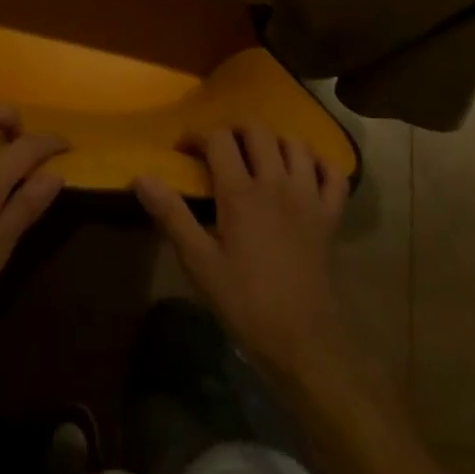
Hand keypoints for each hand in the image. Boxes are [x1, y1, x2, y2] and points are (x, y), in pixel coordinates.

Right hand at [135, 128, 350, 379]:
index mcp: (241, 191)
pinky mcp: (330, 216)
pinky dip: (319, 164)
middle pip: (257, 130)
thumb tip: (141, 177)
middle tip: (220, 151)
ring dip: (275, 142)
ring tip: (259, 158)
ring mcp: (308, 196)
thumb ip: (171, 215)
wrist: (303, 343)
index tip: (184, 151)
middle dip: (234, 131)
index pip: (218, 139)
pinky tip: (304, 173)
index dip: (197, 136)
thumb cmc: (245, 302)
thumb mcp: (199, 263)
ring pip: (295, 144)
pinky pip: (333, 173)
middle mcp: (276, 182)